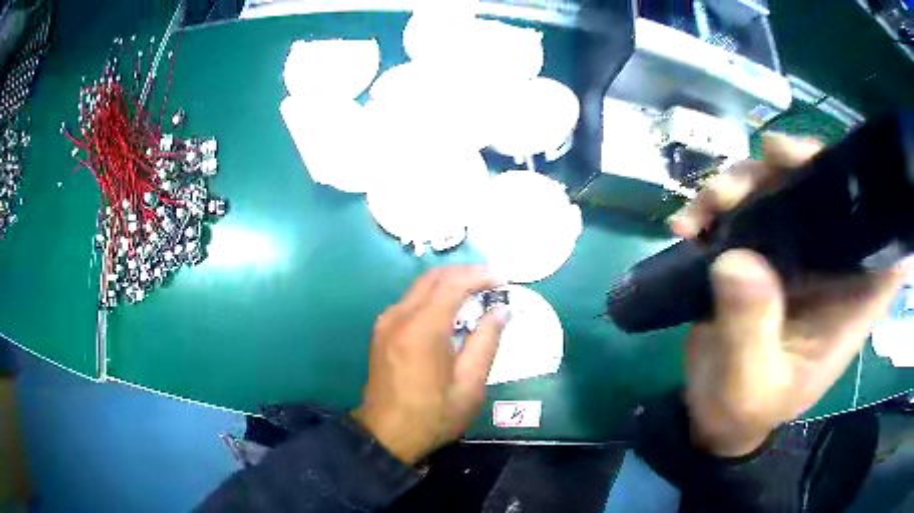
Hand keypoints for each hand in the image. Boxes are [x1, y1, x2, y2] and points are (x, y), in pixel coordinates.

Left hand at [351, 266, 509, 464]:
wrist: (387, 435)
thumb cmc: (433, 415)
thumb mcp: (470, 385)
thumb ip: (486, 342)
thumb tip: (501, 311)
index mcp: (422, 329)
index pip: (452, 283)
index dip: (480, 275)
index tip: (503, 280)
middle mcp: (399, 316)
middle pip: (434, 277)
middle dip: (466, 274)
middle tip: (492, 284)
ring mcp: (386, 322)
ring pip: (421, 286)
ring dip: (450, 284)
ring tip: (477, 296)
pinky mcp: (382, 330)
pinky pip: (411, 301)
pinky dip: (435, 297)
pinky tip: (452, 312)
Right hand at [671, 134, 909, 456]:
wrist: (713, 412)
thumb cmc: (743, 408)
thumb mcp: (748, 384)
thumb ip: (751, 330)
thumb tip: (738, 259)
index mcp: (848, 303)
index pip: (885, 245)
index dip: (877, 202)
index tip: (843, 174)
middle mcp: (831, 270)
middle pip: (832, 195)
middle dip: (801, 166)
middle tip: (768, 158)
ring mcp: (797, 256)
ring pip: (784, 188)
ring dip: (747, 182)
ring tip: (708, 206)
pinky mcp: (764, 252)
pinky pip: (748, 206)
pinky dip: (718, 203)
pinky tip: (690, 222)